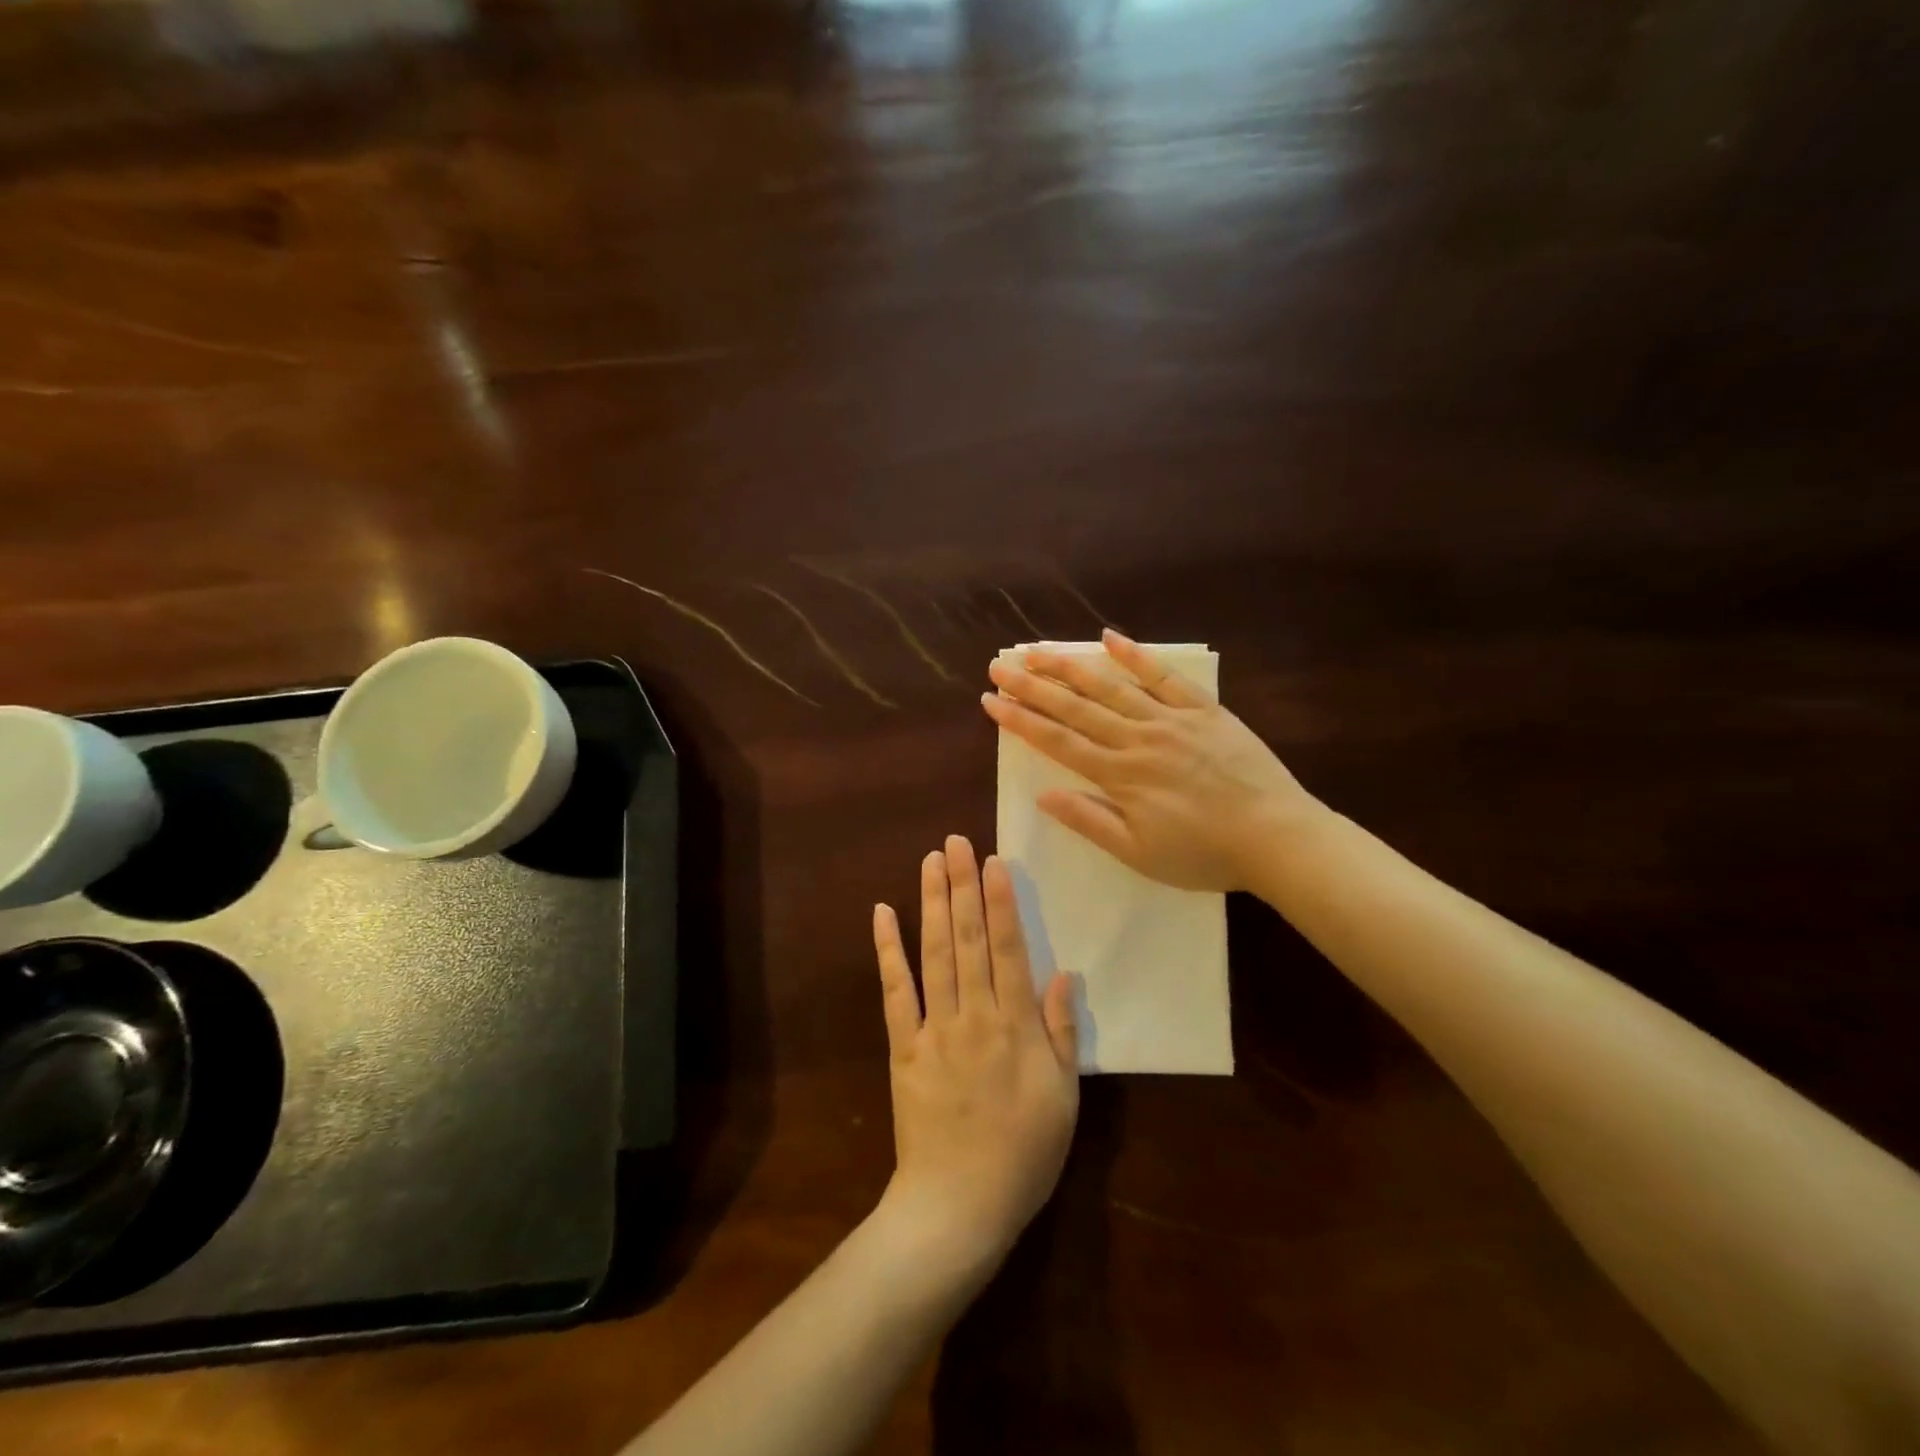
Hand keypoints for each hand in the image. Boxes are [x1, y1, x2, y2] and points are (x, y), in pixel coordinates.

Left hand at [872, 836, 1078, 1275]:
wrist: (958, 1207)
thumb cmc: (1023, 1155)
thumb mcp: (1063, 1099)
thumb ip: (1061, 1033)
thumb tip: (1064, 973)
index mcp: (1015, 1026)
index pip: (1009, 949)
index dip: (1001, 902)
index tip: (995, 861)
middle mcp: (974, 1015)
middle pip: (968, 939)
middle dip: (963, 886)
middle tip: (958, 841)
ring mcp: (934, 1028)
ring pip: (934, 954)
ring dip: (931, 903)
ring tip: (931, 860)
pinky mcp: (903, 1047)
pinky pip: (895, 992)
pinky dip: (888, 952)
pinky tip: (882, 914)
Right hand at [982, 629, 1317, 891]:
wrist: (1276, 837)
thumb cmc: (1204, 854)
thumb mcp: (1139, 853)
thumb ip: (1090, 821)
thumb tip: (1044, 795)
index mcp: (1119, 775)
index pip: (1057, 741)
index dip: (1020, 720)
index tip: (990, 701)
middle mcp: (1137, 738)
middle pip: (1075, 707)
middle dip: (1032, 686)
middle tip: (999, 666)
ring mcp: (1170, 719)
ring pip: (1111, 686)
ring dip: (1070, 666)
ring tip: (1038, 650)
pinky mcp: (1203, 710)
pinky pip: (1164, 677)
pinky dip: (1136, 656)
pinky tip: (1110, 637)